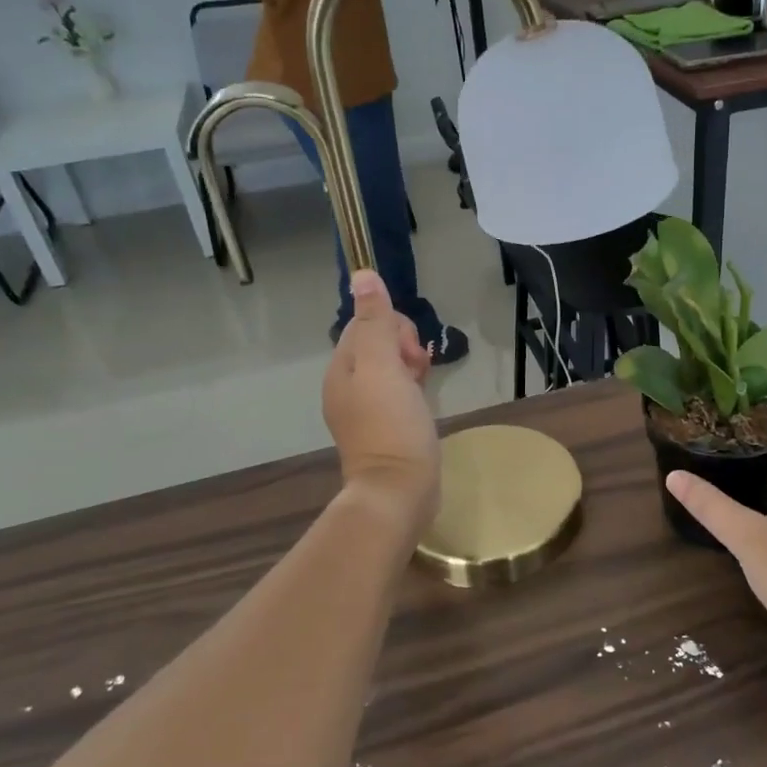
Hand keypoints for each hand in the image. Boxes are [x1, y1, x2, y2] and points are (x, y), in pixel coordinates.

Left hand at [322, 270, 438, 528]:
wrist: (399, 491)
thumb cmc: (392, 426)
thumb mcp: (383, 366)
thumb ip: (374, 321)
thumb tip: (362, 275)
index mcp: (342, 369)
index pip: (365, 325)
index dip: (393, 328)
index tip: (411, 353)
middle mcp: (347, 387)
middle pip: (378, 345)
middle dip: (404, 347)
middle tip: (419, 370)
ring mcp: (365, 411)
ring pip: (391, 369)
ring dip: (411, 367)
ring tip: (424, 385)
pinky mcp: (385, 429)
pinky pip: (398, 393)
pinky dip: (412, 389)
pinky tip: (424, 400)